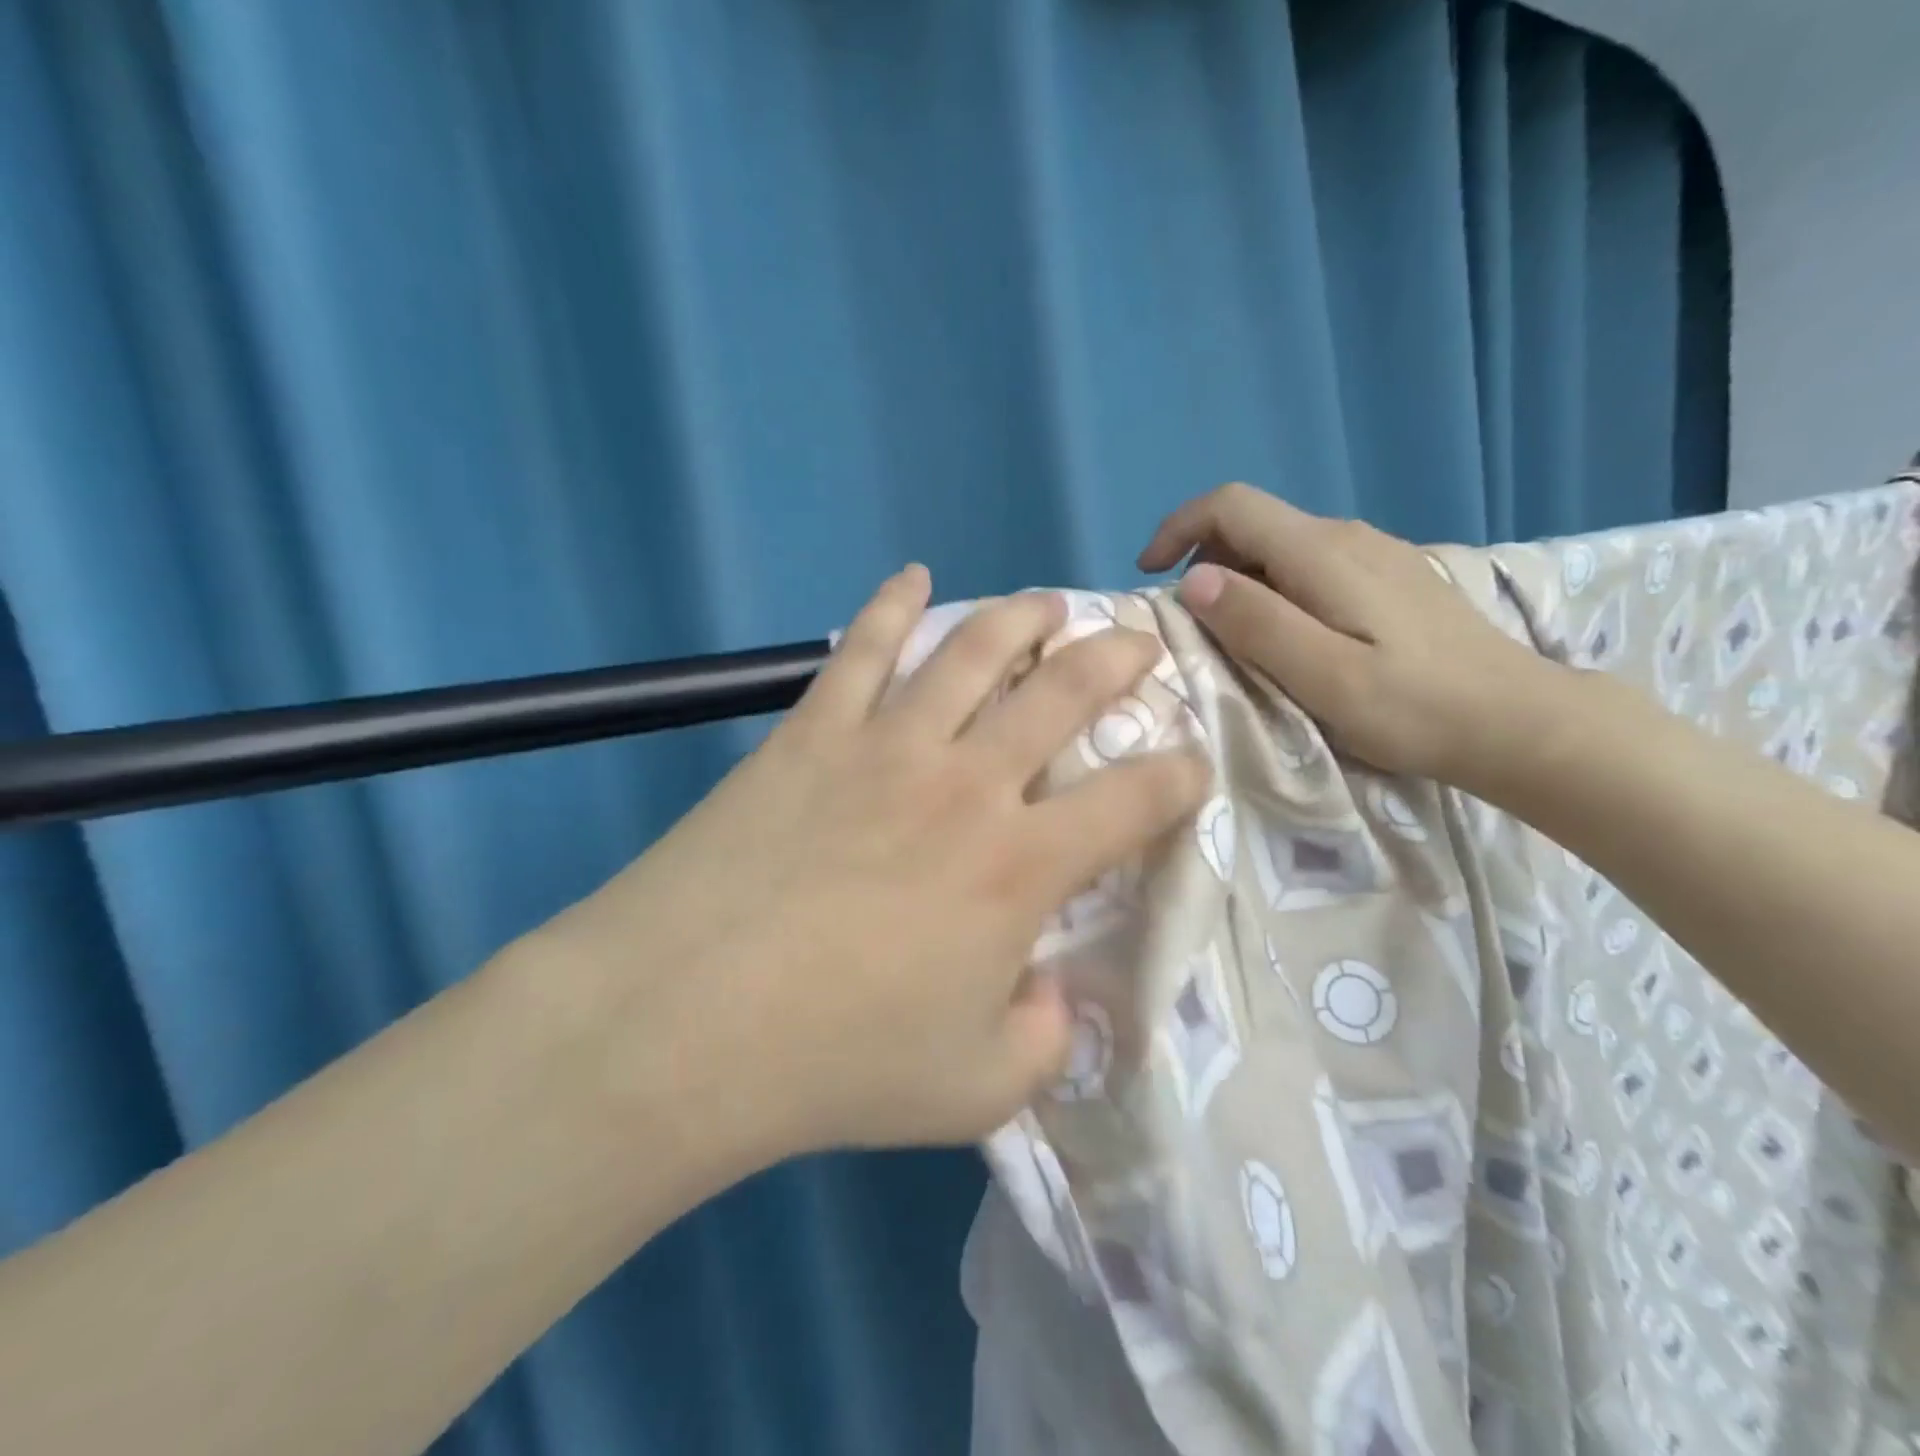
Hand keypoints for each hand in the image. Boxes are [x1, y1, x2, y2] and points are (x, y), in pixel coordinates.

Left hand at [538, 567, 1210, 1159]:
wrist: (685, 1022)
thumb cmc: (838, 1063)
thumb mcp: (975, 1089)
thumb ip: (1041, 1040)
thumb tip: (1055, 993)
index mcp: (1019, 867)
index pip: (1133, 801)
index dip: (1179, 776)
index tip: (1192, 764)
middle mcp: (967, 784)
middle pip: (1064, 694)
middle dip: (1118, 661)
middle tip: (1139, 644)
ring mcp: (886, 745)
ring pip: (973, 651)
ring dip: (1023, 618)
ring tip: (1050, 603)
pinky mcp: (812, 731)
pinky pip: (861, 648)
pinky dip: (892, 604)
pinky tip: (914, 577)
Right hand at [1138, 483, 1561, 789]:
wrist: (1520, 722)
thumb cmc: (1415, 708)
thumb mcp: (1323, 676)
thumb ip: (1256, 623)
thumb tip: (1192, 580)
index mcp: (1322, 553)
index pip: (1231, 505)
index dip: (1178, 528)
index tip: (1148, 575)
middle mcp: (1346, 537)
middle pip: (1252, 524)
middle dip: (1203, 562)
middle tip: (1192, 627)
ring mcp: (1374, 553)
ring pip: (1279, 546)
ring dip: (1238, 580)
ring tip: (1234, 640)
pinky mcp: (1390, 577)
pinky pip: (1309, 565)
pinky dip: (1274, 589)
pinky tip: (1290, 637)